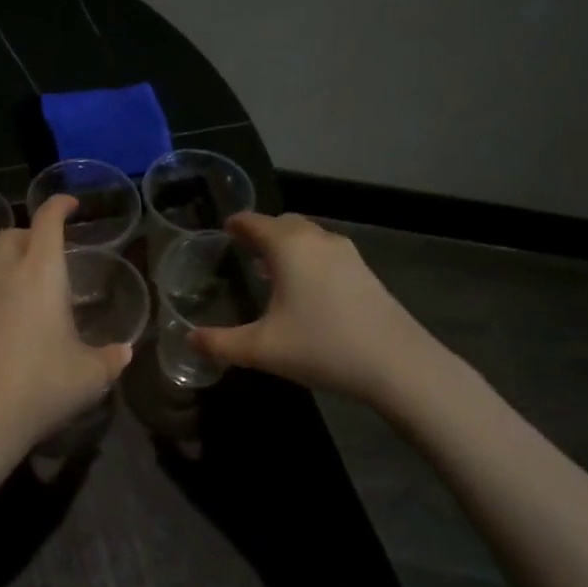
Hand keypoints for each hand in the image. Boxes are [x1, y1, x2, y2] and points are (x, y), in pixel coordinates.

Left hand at [0, 196, 134, 464]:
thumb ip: (111, 358)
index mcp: (42, 273)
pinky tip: (0, 317)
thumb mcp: (91, 375)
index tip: (70, 204)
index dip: (59, 205)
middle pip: (11, 234)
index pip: (47, 221)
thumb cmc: (44, 383)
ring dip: (6, 260)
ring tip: (22, 282)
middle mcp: (5, 275)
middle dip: (30, 234)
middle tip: (48, 252)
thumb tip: (125, 352)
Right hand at [190, 212, 441, 404]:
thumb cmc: (322, 346)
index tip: (224, 229)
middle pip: (283, 223)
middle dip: (262, 232)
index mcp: (288, 247)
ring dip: (286, 245)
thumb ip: (220, 343)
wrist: (398, 364)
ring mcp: (347, 254)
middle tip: (242, 248)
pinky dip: (308, 258)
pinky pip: (326, 253)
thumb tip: (189, 340)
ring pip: (308, 237)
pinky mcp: (365, 273)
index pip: (254, 222)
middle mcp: (317, 240)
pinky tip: (303, 289)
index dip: (236, 224)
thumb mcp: (261, 349)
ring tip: (269, 269)